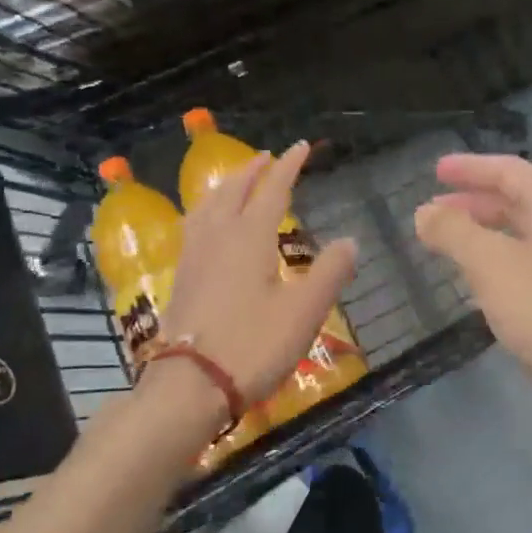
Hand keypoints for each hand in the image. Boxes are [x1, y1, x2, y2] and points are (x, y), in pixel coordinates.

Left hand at [156, 141, 356, 407]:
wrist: (191, 385)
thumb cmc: (253, 345)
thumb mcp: (304, 311)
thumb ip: (329, 272)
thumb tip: (350, 241)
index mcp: (249, 237)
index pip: (272, 190)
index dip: (289, 166)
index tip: (301, 147)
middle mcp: (218, 237)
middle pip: (233, 190)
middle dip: (252, 170)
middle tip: (267, 157)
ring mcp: (194, 257)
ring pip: (207, 205)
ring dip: (225, 186)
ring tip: (234, 181)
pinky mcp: (181, 279)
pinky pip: (194, 226)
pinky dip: (206, 210)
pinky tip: (206, 226)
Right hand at [414, 153, 531, 397]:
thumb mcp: (490, 264)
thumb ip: (453, 232)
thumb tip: (424, 212)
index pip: (510, 172)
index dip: (471, 168)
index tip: (435, 172)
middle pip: (517, 203)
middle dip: (473, 203)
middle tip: (435, 211)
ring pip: (521, 237)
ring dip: (483, 234)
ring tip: (449, 245)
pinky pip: (527, 268)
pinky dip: (497, 264)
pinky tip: (479, 285)